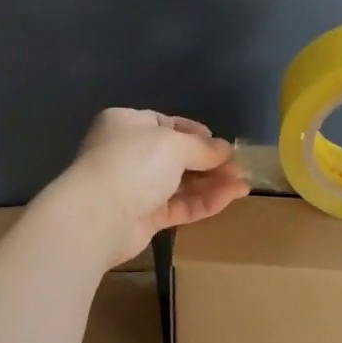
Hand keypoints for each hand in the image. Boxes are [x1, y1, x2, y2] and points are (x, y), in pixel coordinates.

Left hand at [51, 108, 249, 267]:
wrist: (97, 216)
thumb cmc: (133, 163)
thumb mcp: (174, 144)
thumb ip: (203, 148)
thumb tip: (226, 150)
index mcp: (127, 124)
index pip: (167, 125)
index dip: (198, 134)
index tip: (224, 145)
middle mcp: (128, 153)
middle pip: (177, 156)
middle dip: (210, 162)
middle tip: (240, 169)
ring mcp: (134, 187)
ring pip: (180, 183)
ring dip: (212, 184)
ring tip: (244, 185)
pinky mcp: (143, 217)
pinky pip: (178, 206)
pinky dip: (204, 202)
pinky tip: (230, 197)